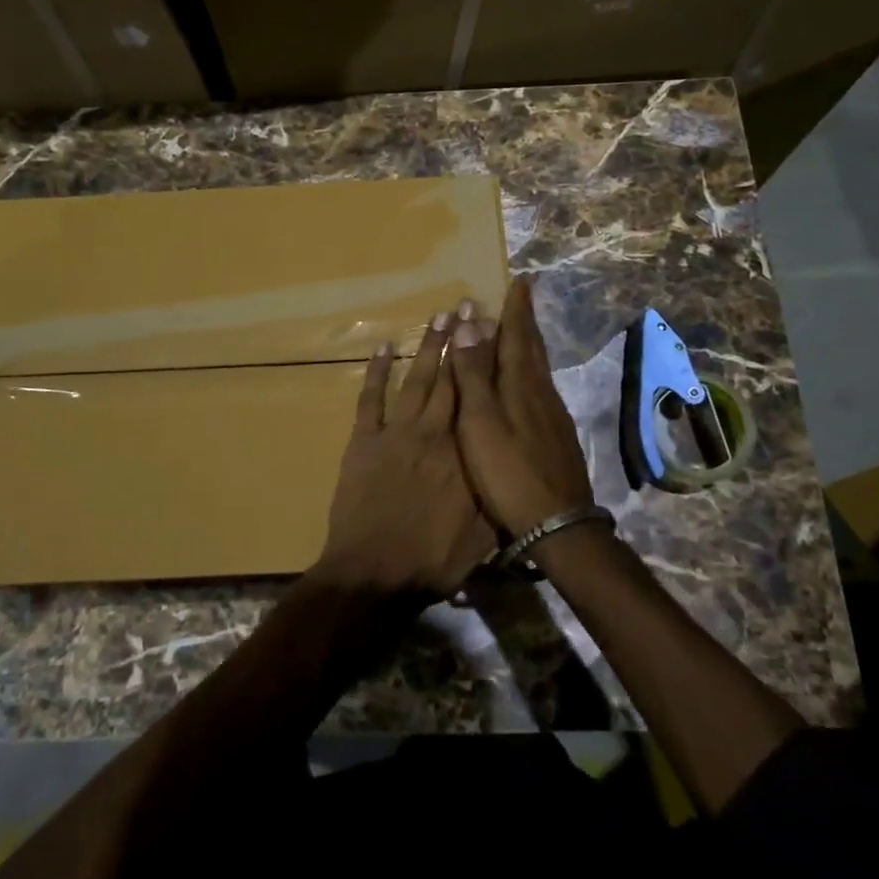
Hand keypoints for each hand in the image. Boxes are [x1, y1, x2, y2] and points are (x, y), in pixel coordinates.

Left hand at [310, 306, 495, 601]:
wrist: (373, 572)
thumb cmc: (432, 560)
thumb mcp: (483, 536)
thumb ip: (498, 497)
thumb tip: (515, 468)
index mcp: (464, 452)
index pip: (478, 397)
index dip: (485, 361)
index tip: (492, 330)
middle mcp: (432, 432)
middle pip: (448, 378)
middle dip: (459, 340)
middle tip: (467, 305)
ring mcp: (395, 433)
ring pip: (415, 380)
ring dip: (426, 347)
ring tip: (438, 317)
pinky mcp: (363, 441)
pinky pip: (370, 399)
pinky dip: (375, 372)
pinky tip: (381, 347)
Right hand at [448, 276, 594, 536]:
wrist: (557, 523)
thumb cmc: (509, 471)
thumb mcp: (480, 421)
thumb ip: (473, 374)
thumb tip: (468, 322)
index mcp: (521, 384)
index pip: (517, 335)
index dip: (516, 308)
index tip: (519, 281)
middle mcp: (541, 392)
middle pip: (532, 348)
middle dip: (524, 321)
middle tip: (520, 298)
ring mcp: (552, 415)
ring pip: (538, 369)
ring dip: (527, 345)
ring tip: (518, 333)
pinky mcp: (556, 436)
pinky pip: (540, 389)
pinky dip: (529, 373)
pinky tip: (524, 385)